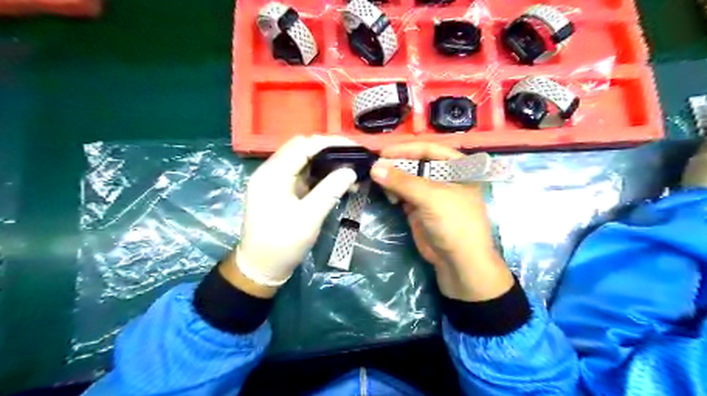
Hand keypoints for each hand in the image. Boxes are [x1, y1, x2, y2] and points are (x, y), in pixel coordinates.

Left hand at [234, 135, 358, 291]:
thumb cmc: (282, 244)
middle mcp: (271, 171)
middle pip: (302, 149)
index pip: (303, 145)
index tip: (354, 147)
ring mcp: (275, 181)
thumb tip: (350, 170)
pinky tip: (336, 181)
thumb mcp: (308, 218)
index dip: (330, 142)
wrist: (260, 268)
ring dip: (326, 163)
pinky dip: (320, 175)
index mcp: (272, 174)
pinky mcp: (280, 191)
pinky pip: (302, 175)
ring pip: (303, 161)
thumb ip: (330, 191)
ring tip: (349, 169)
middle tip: (354, 157)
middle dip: (329, 150)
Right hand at [371, 144, 514, 301]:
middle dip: (396, 165)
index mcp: (457, 166)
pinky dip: (393, 192)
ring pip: (407, 178)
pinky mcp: (420, 207)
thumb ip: (402, 181)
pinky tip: (386, 194)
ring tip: (379, 182)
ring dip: (393, 179)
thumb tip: (375, 167)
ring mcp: (431, 192)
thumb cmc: (453, 223)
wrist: (459, 262)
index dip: (405, 149)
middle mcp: (444, 176)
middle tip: (375, 167)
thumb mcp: (430, 198)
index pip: (428, 149)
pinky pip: (403, 193)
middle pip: (416, 162)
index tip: (382, 153)